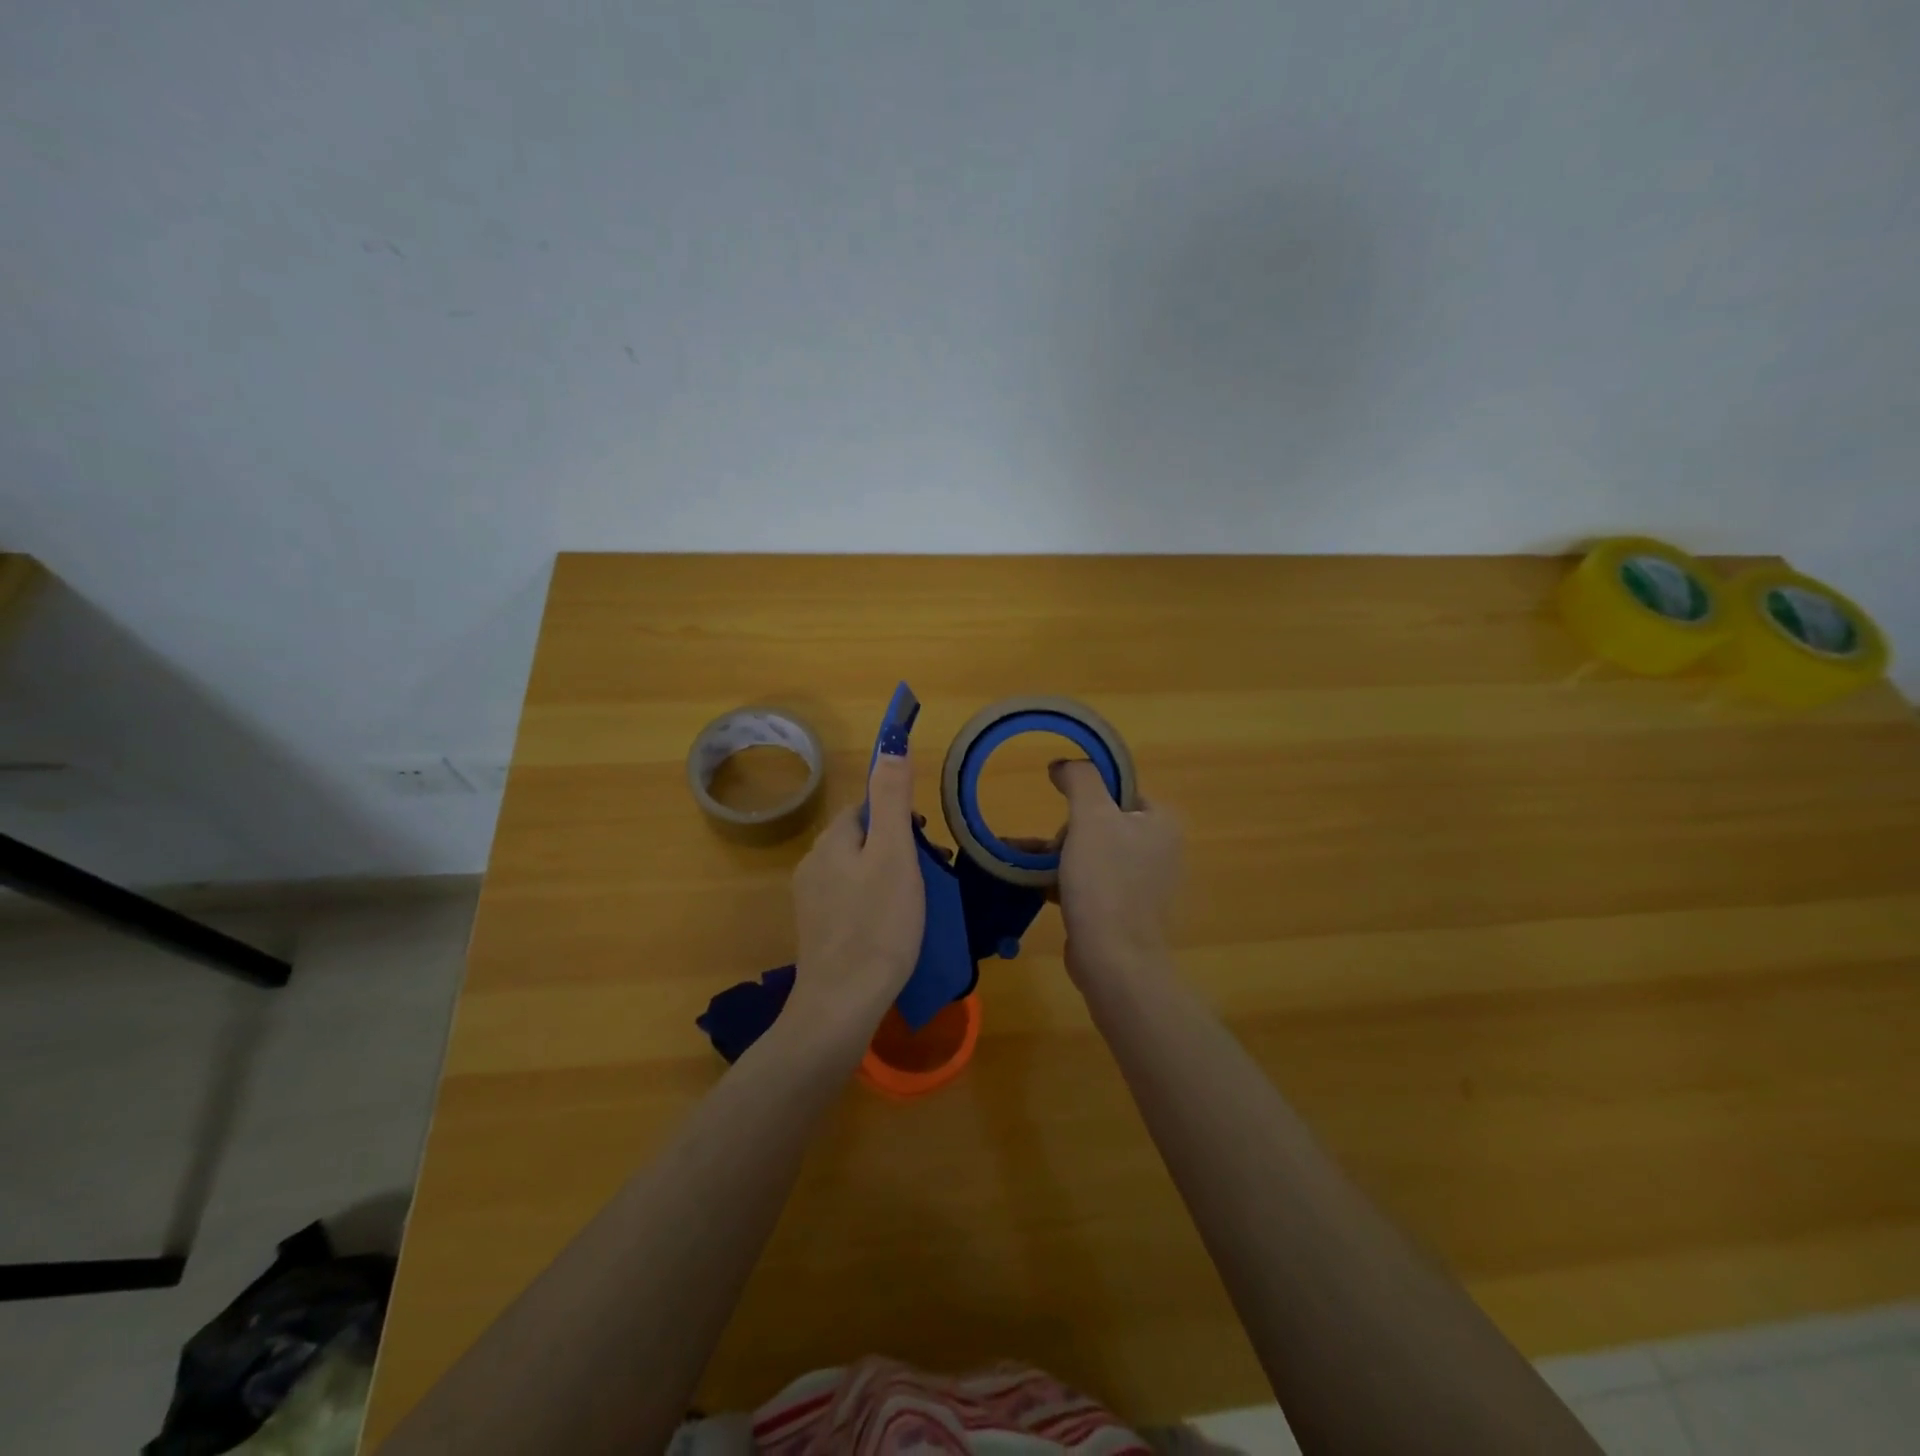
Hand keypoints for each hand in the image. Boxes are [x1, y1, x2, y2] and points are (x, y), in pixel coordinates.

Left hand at [787, 748, 924, 1044]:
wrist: (841, 1006)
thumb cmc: (877, 925)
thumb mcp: (894, 854)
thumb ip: (892, 798)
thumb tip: (892, 745)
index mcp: (831, 841)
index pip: (864, 806)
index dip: (897, 816)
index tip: (924, 843)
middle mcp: (813, 864)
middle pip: (861, 838)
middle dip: (895, 848)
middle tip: (927, 879)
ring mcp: (811, 901)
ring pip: (857, 871)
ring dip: (886, 878)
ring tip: (915, 907)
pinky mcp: (817, 932)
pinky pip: (851, 901)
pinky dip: (873, 905)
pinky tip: (891, 931)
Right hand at [1048, 760, 1181, 992]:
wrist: (1112, 958)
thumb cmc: (1105, 881)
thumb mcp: (1091, 817)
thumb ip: (1080, 779)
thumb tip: (1064, 764)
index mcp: (1161, 822)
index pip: (1120, 790)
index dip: (1087, 796)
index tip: (1065, 813)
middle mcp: (1159, 849)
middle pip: (1101, 821)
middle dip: (1068, 832)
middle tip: (1054, 849)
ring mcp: (1142, 883)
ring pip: (1091, 853)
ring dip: (1057, 856)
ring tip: (1027, 862)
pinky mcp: (1123, 909)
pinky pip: (1089, 882)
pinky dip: (1063, 880)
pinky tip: (1034, 885)